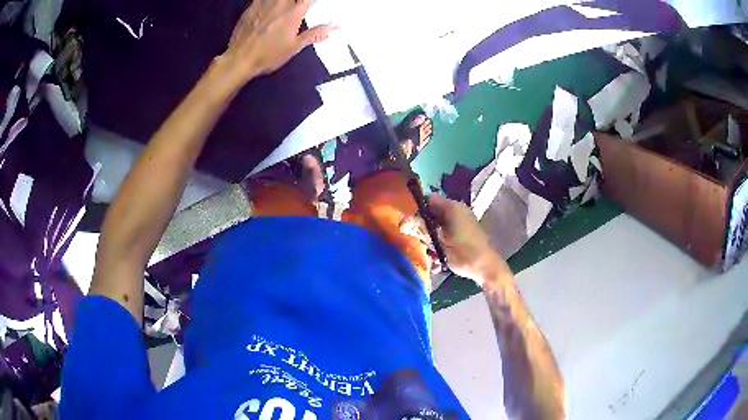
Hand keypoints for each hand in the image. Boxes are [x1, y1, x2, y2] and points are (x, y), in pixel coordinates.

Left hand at [221, 0, 334, 80]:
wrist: (240, 59)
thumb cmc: (268, 55)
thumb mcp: (294, 47)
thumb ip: (314, 34)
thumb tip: (335, 28)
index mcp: (294, 12)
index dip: (312, 1)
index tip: (312, 4)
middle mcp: (280, 3)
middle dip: (298, 1)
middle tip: (298, 6)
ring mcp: (263, 3)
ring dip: (281, 1)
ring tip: (282, 7)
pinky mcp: (250, 7)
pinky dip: (267, 1)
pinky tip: (269, 5)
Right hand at [401, 194, 508, 284]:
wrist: (487, 269)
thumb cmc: (463, 253)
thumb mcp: (438, 243)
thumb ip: (420, 230)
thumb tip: (402, 222)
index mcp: (452, 208)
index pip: (429, 200)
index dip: (418, 211)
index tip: (413, 227)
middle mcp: (458, 211)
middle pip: (433, 216)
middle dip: (425, 233)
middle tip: (423, 247)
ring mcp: (463, 222)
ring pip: (440, 228)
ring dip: (433, 243)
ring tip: (433, 259)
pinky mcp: (466, 234)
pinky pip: (448, 235)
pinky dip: (442, 246)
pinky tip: (440, 263)